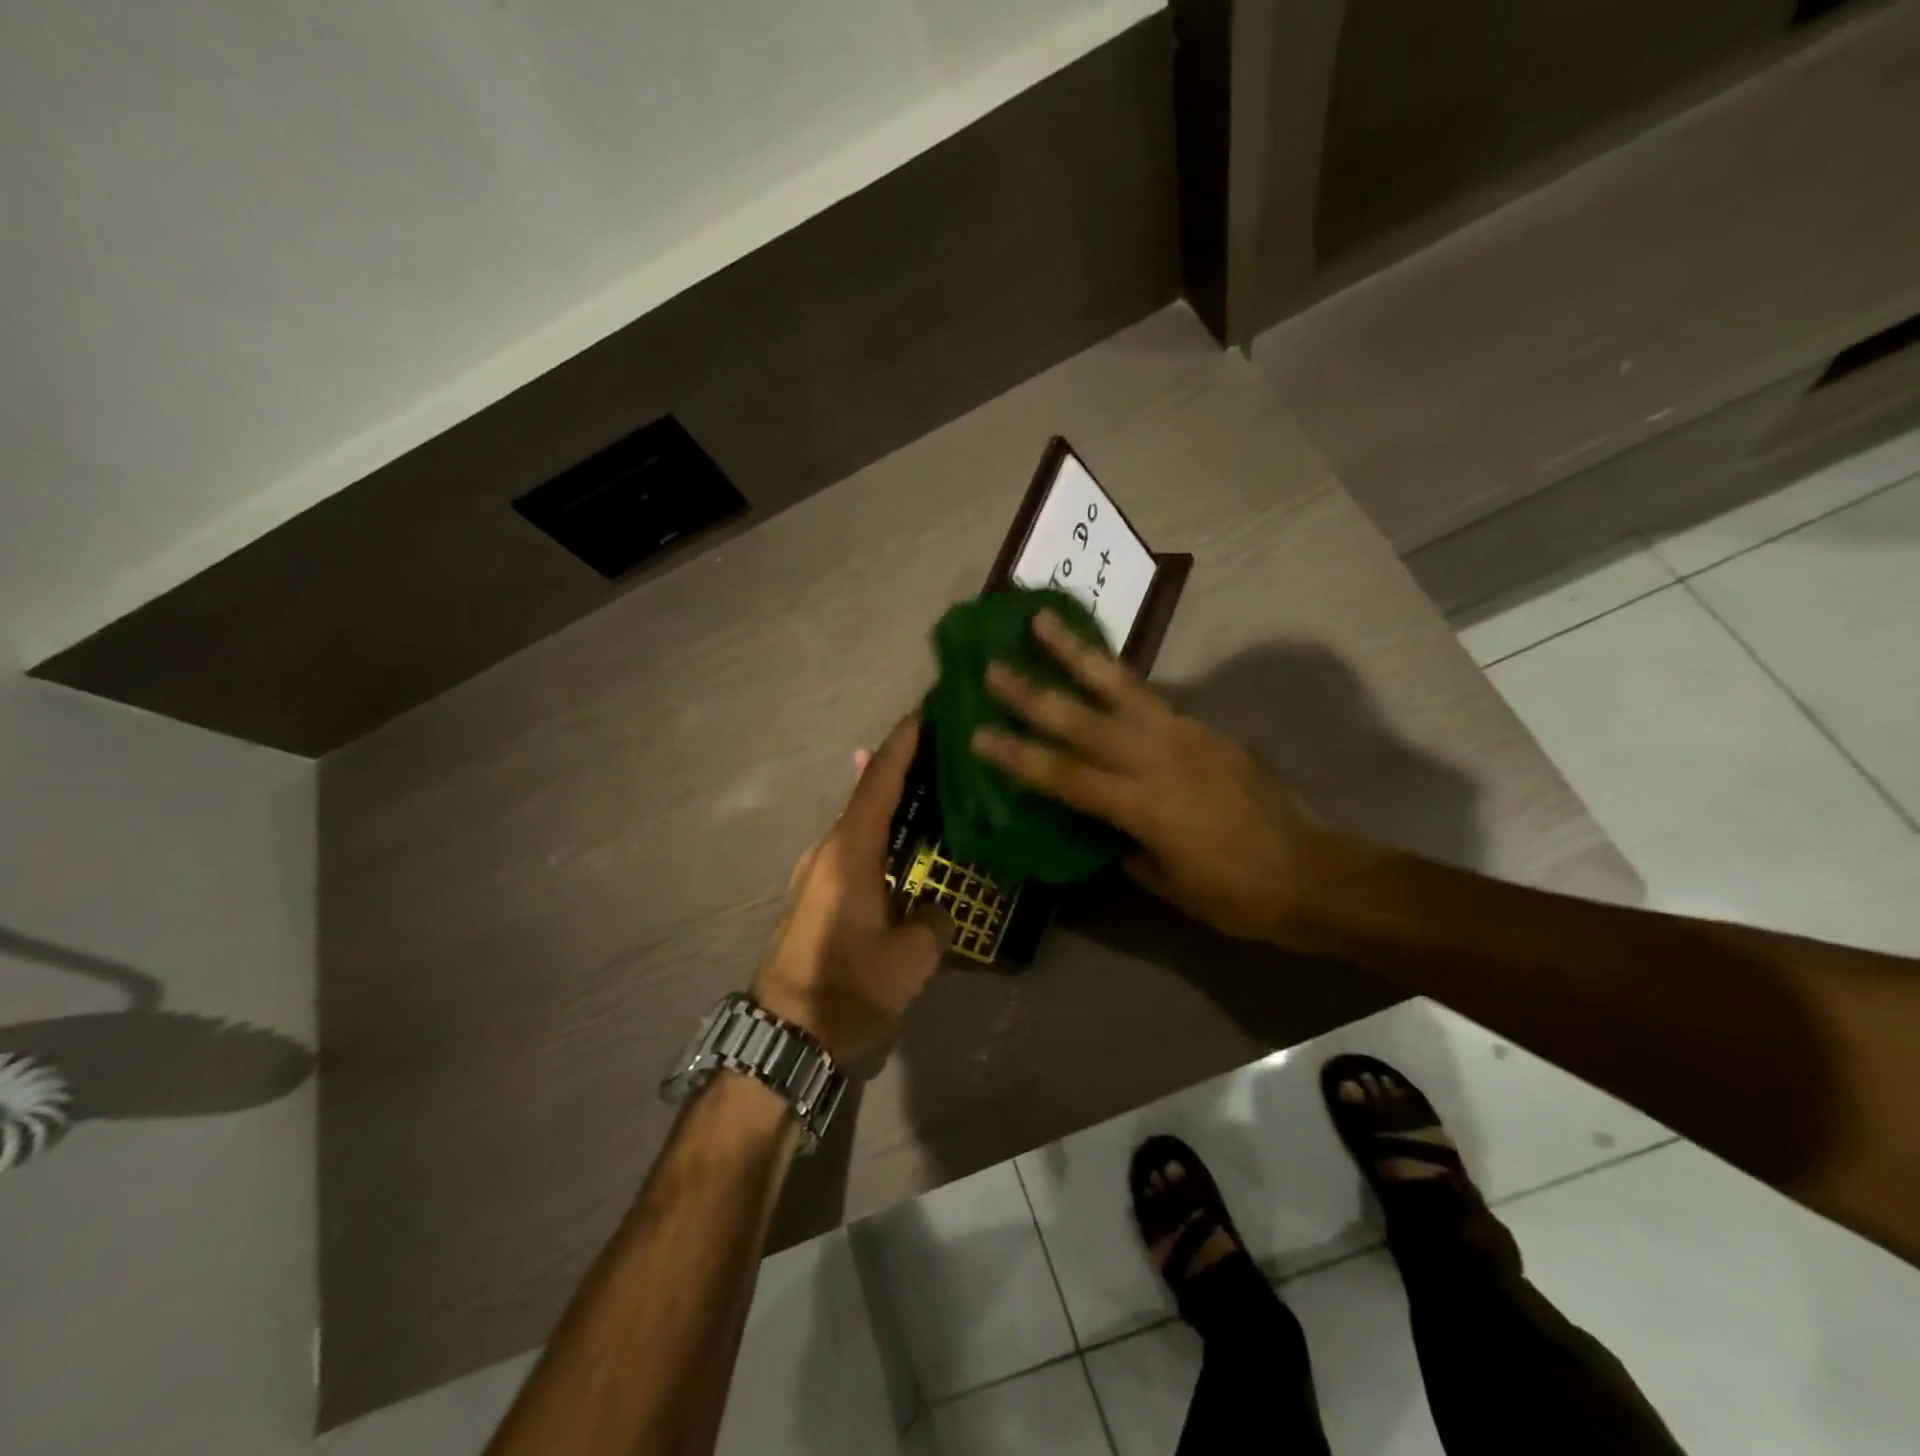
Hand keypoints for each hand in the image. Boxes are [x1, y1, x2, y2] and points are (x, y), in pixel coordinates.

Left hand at [751, 715, 952, 1074]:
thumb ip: (933, 922)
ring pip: (861, 824)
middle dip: (902, 768)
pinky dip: (882, 835)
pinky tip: (904, 843)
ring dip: (892, 804)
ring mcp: (817, 873)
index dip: (903, 744)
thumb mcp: (909, 960)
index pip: (879, 782)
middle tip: (943, 748)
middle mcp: (828, 851)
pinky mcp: (817, 896)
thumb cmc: (847, 990)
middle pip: (868, 795)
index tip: (925, 710)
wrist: (783, 1037)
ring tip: (931, 788)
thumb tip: (936, 910)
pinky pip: (856, 850)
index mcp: (849, 853)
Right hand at [969, 610, 1327, 945]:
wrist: (1311, 873)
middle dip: (1033, 693)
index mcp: (1143, 806)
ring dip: (1076, 654)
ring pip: (1119, 686)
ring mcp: (1184, 735)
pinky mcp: (1203, 728)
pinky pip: (1149, 696)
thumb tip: (1099, 824)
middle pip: (1083, 720)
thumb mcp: (1166, 883)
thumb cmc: (1234, 894)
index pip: (1065, 776)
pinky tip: (1096, 665)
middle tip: (992, 667)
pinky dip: (1116, 676)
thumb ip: (1124, 845)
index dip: (1018, 756)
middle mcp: (1158, 759)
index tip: (978, 735)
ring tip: (1043, 621)